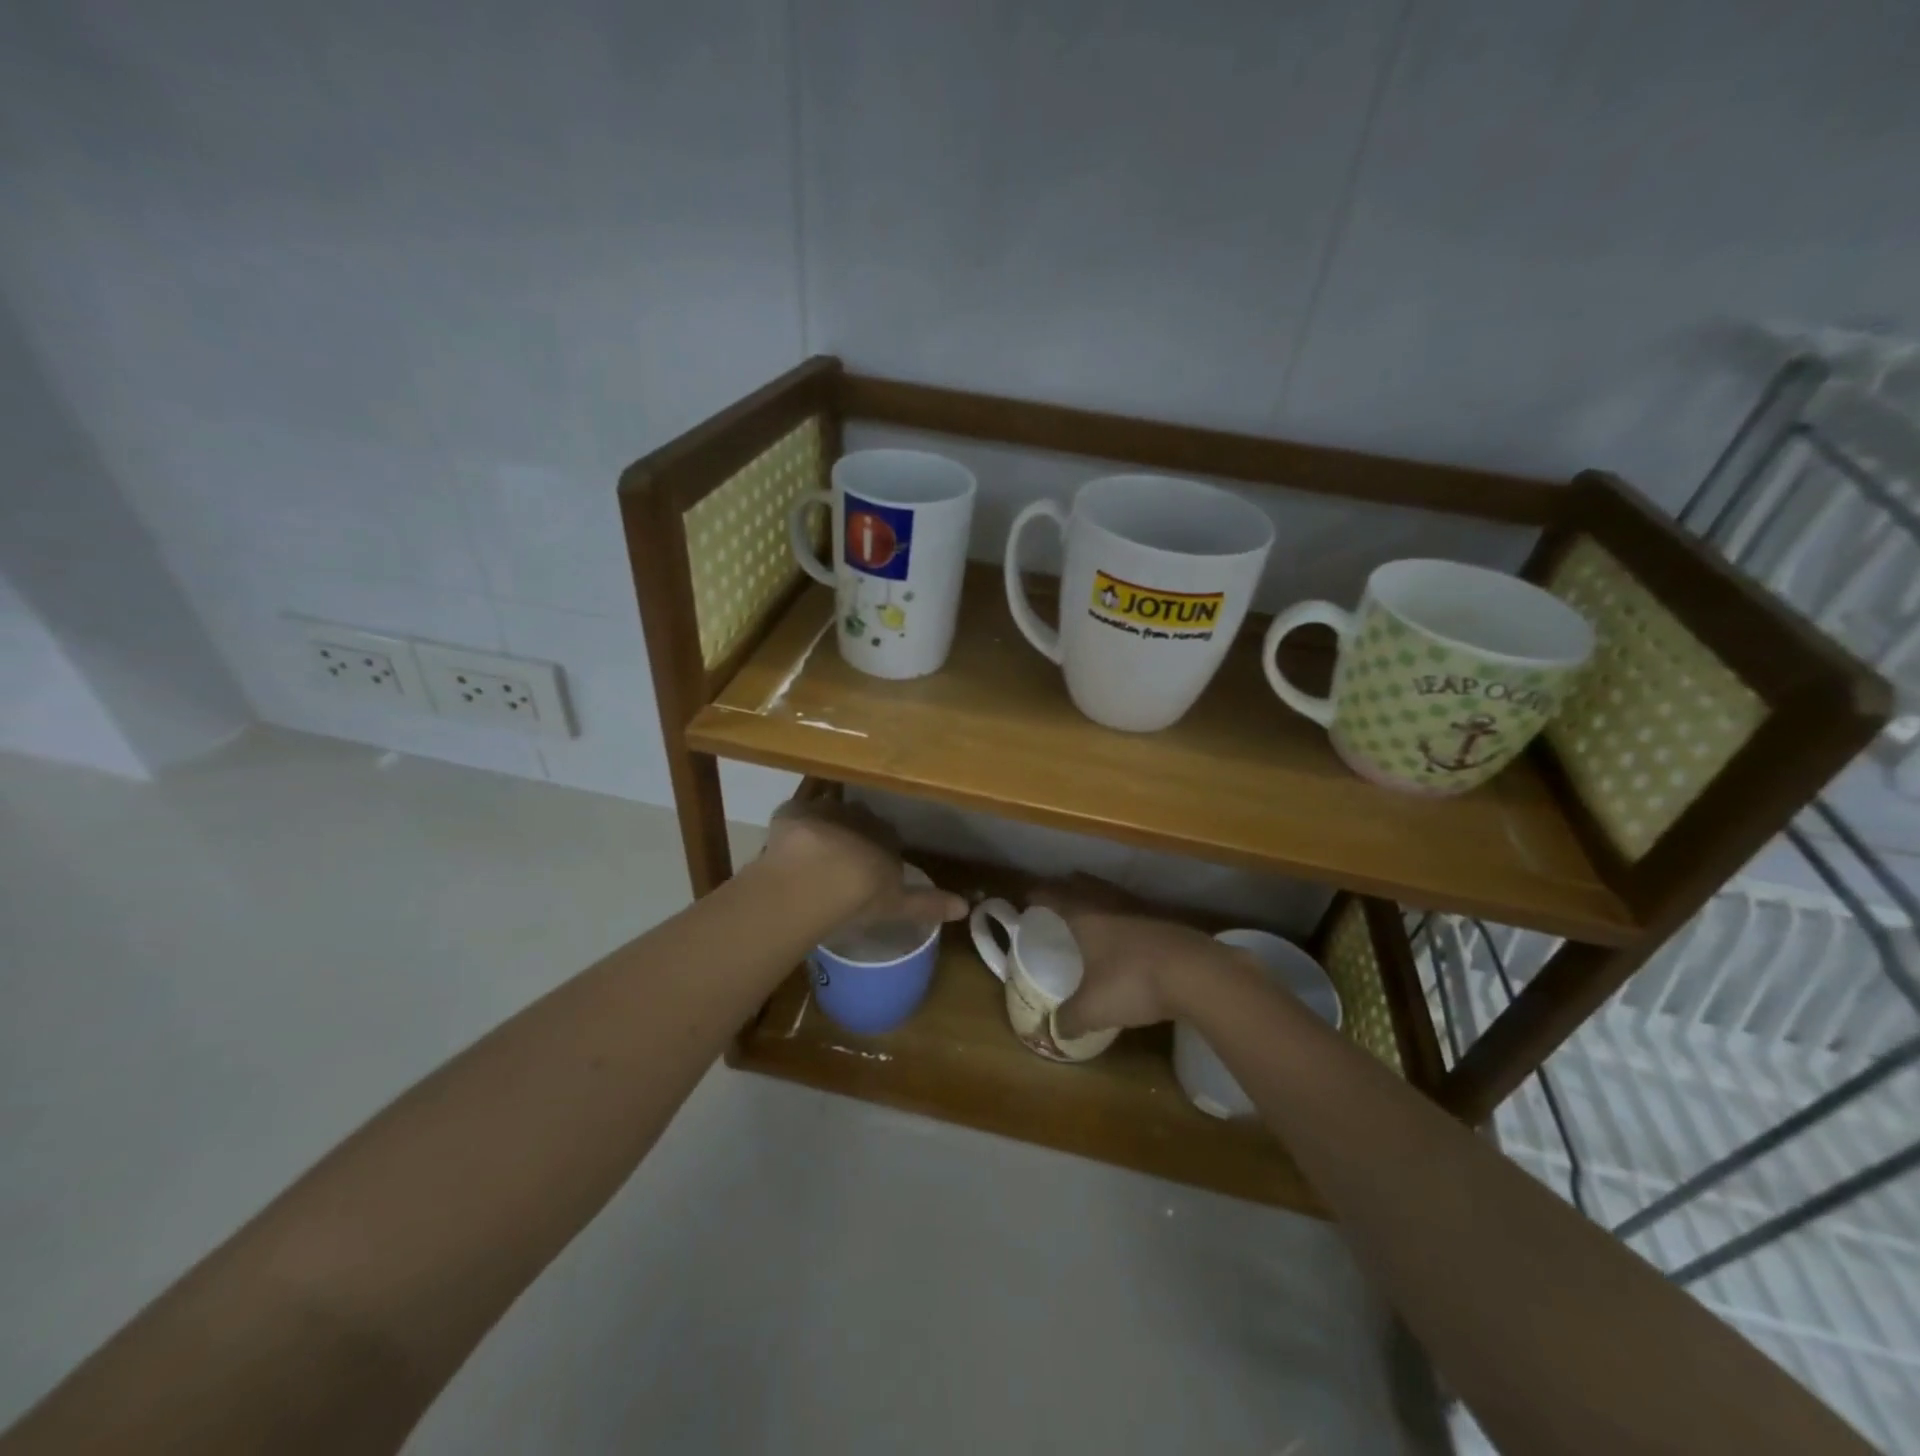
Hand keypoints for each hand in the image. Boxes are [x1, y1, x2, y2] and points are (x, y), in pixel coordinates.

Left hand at [763, 795, 965, 934]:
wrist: (812, 881)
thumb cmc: (859, 896)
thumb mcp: (897, 904)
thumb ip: (928, 903)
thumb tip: (966, 906)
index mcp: (886, 835)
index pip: (889, 836)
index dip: (880, 851)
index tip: (871, 870)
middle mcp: (858, 815)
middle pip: (859, 820)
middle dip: (854, 833)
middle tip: (841, 861)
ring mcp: (824, 810)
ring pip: (828, 813)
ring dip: (824, 826)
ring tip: (812, 853)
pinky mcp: (791, 811)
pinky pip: (795, 813)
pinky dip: (794, 825)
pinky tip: (788, 843)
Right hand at [1030, 878, 1232, 1038]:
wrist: (1198, 974)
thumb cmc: (1134, 982)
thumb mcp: (1094, 1009)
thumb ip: (1071, 1018)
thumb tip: (1055, 1030)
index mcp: (1086, 917)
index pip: (1055, 897)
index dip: (1039, 895)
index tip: (1027, 896)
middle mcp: (1112, 906)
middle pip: (1085, 886)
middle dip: (1069, 886)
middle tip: (1059, 890)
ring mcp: (1143, 912)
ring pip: (1113, 895)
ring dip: (1099, 895)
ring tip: (1093, 904)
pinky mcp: (1169, 924)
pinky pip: (1136, 911)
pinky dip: (1125, 914)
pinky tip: (1130, 930)